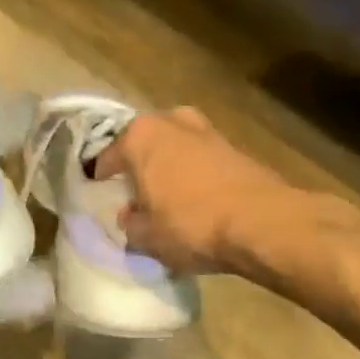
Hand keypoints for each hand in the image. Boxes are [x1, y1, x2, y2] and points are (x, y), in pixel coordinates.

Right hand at [92, 107, 292, 274]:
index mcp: (140, 136)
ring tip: (165, 191)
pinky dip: (194, 172)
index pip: (108, 155)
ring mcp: (206, 130)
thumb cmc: (191, 224)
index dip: (100, 175)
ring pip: (175, 145)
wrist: (263, 223)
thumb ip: (131, 225)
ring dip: (169, 164)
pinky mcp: (234, 146)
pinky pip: (201, 157)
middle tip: (132, 188)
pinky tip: (195, 196)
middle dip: (138, 162)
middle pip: (144, 141)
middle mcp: (170, 121)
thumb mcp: (148, 237)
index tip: (96, 189)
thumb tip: (130, 217)